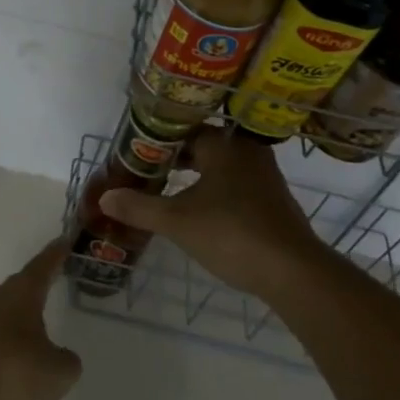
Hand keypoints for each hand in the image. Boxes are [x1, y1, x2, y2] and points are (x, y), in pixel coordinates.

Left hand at [0, 240, 82, 399]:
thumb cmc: (9, 370)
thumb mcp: (55, 373)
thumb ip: (66, 363)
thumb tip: (63, 358)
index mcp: (22, 293)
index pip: (43, 265)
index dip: (56, 253)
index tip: (64, 240)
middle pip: (20, 288)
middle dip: (35, 290)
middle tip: (51, 287)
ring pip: (2, 314)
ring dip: (16, 323)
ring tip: (32, 338)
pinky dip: (0, 348)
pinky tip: (6, 368)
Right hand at [99, 128, 332, 297]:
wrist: (293, 272)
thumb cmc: (231, 233)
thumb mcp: (177, 221)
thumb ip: (139, 207)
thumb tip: (105, 197)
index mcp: (223, 144)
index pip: (184, 128)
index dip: (159, 139)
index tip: (137, 150)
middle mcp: (246, 150)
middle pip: (204, 145)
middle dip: (177, 157)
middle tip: (148, 169)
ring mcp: (264, 175)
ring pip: (221, 165)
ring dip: (197, 174)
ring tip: (169, 188)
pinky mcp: (274, 200)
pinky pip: (237, 183)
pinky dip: (216, 190)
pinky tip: (201, 209)